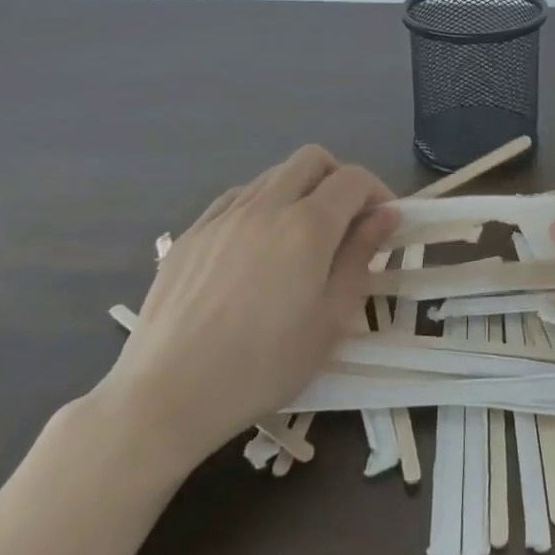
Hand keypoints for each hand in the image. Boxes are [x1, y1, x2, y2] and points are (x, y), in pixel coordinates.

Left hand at [94, 146, 396, 476]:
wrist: (168, 395)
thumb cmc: (264, 365)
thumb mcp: (330, 319)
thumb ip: (360, 257)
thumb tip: (386, 215)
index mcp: (307, 226)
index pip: (352, 179)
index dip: (377, 192)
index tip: (384, 223)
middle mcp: (266, 206)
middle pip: (312, 159)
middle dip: (339, 178)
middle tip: (347, 221)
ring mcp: (222, 216)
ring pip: (272, 174)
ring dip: (300, 190)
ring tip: (301, 238)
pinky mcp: (190, 234)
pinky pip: (236, 198)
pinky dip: (261, 205)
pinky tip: (257, 247)